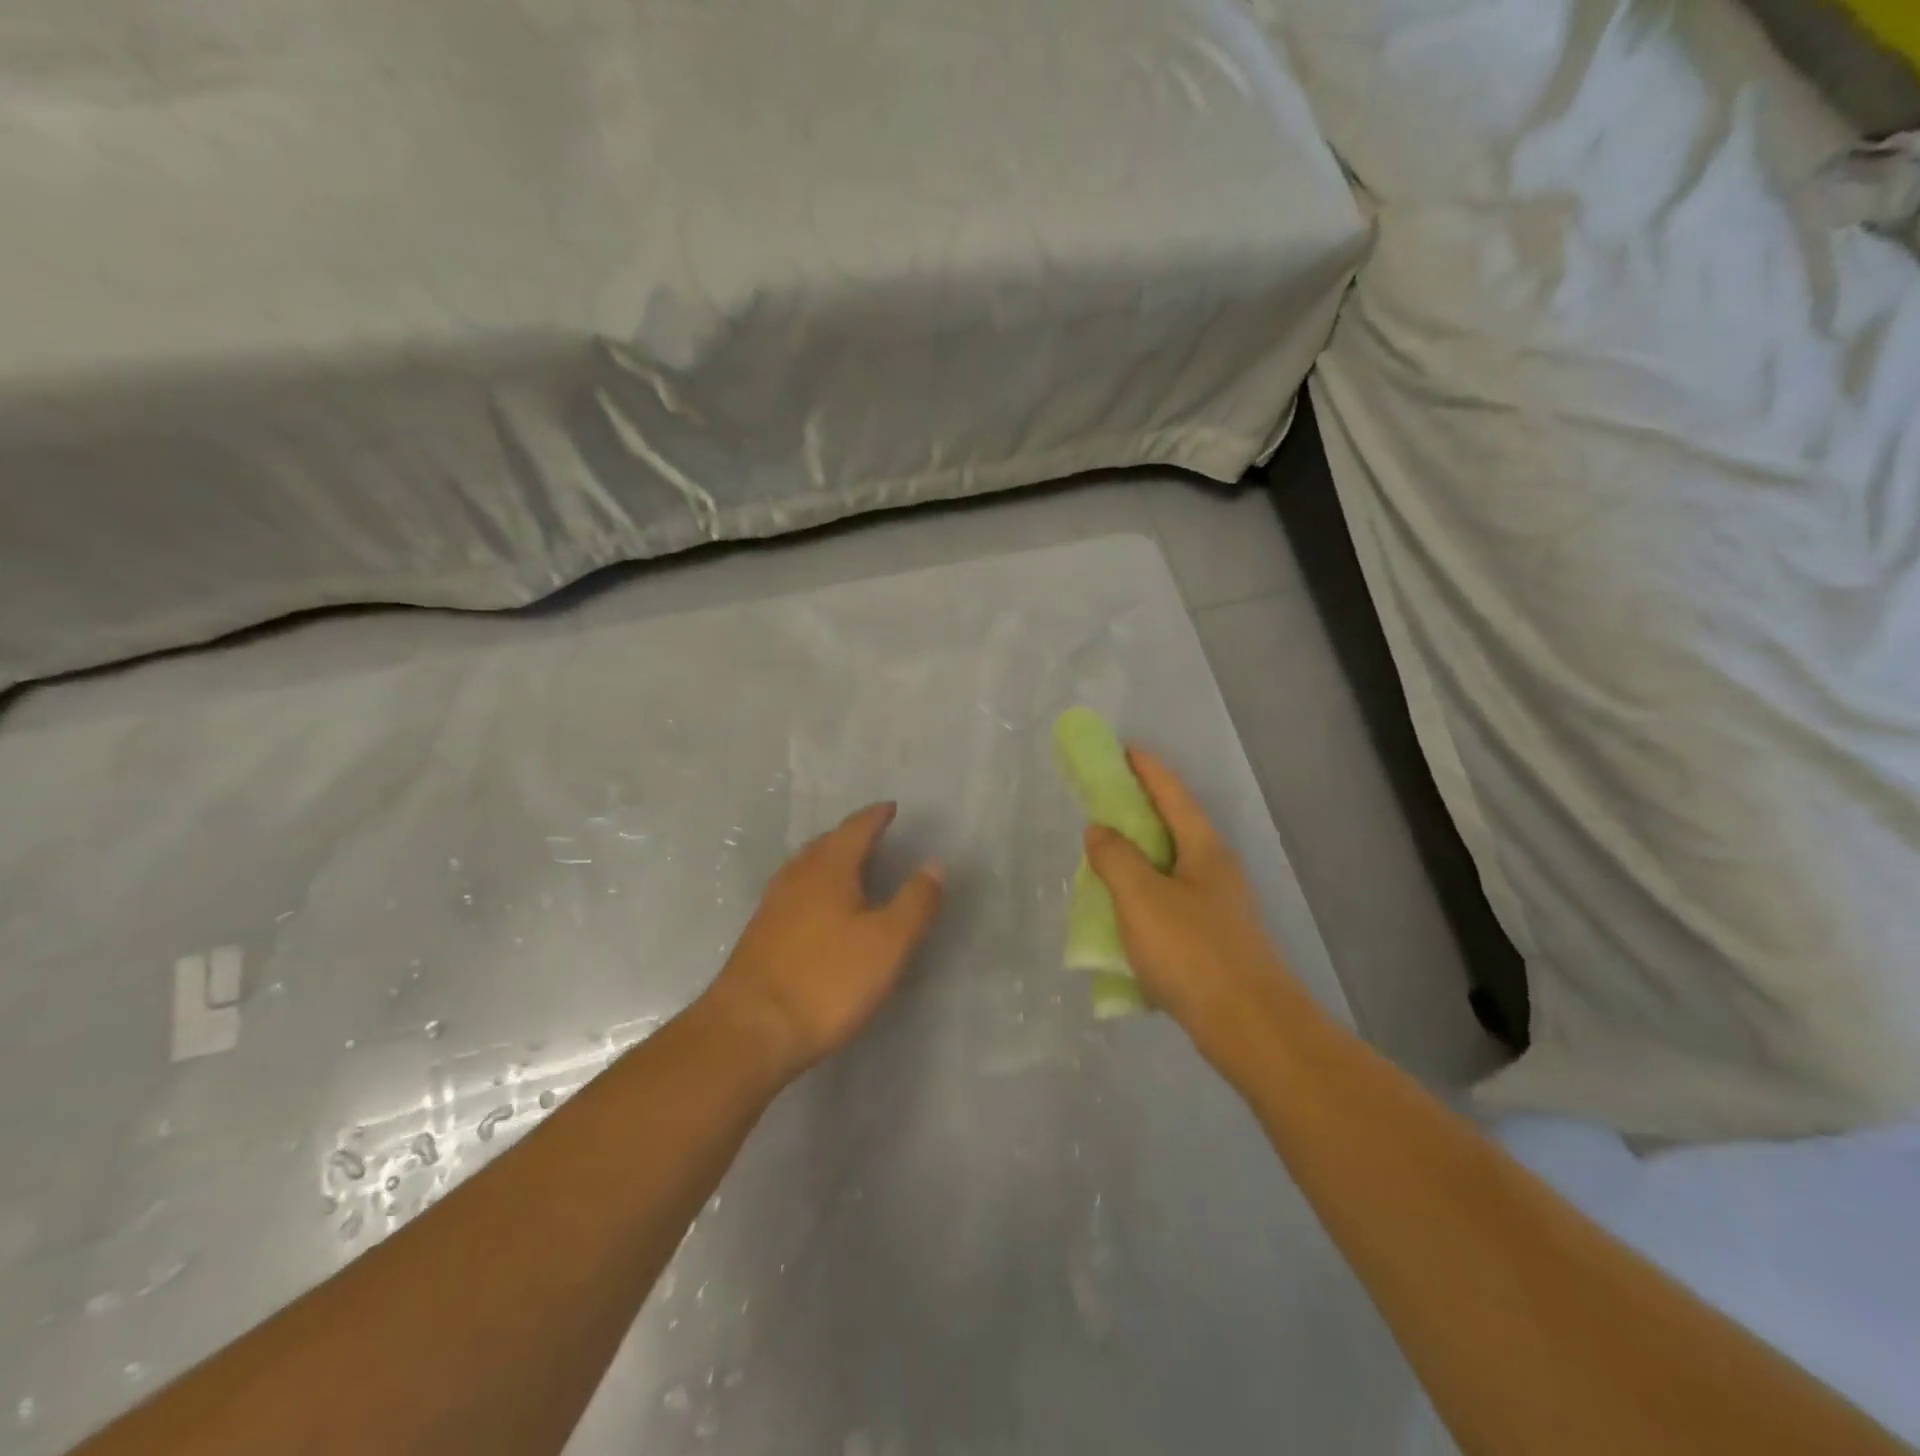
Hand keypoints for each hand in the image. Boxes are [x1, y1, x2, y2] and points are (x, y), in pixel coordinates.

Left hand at [705, 803, 943, 1080]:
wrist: (750, 1030)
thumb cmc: (827, 981)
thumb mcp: (888, 943)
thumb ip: (915, 902)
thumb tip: (933, 865)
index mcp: (829, 869)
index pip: (856, 829)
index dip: (876, 817)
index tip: (891, 808)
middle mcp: (797, 877)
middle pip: (827, 844)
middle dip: (851, 835)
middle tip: (873, 834)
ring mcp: (773, 905)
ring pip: (806, 867)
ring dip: (830, 859)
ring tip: (850, 866)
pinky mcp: (760, 934)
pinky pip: (794, 891)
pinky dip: (814, 885)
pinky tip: (819, 908)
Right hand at [1083, 748, 1300, 1055]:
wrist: (1250, 1028)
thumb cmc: (1192, 952)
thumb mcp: (1141, 898)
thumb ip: (1115, 858)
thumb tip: (1099, 830)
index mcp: (1203, 849)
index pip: (1172, 794)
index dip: (1146, 769)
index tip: (1124, 749)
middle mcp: (1216, 870)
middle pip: (1174, 827)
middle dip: (1140, 811)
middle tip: (1104, 803)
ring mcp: (1219, 907)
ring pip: (1171, 868)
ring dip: (1140, 857)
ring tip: (1106, 859)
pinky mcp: (1214, 941)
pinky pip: (1171, 903)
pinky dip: (1145, 897)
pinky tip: (1125, 917)